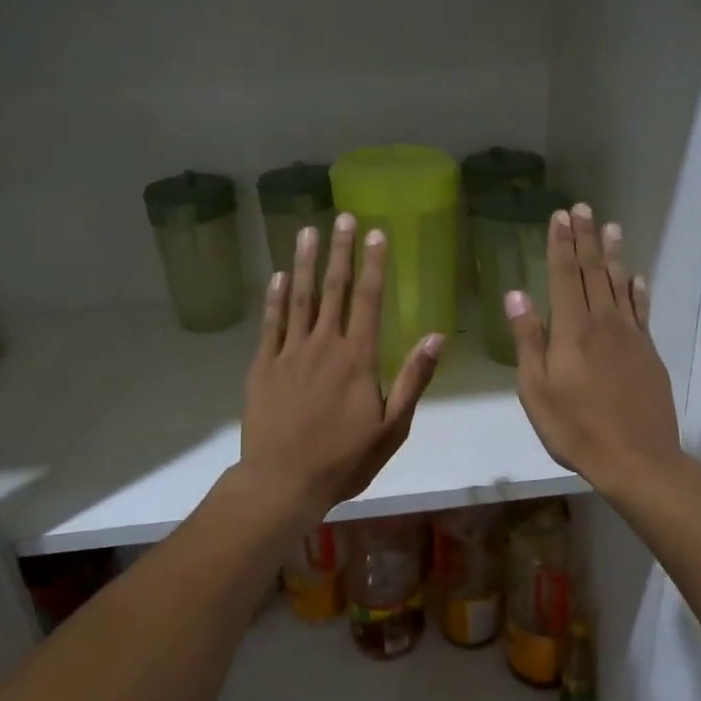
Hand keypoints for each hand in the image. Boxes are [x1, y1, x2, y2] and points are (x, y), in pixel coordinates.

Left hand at [240, 213, 442, 524]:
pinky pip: (271, 323)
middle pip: (333, 290)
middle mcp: (323, 345)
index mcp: (357, 359)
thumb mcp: (392, 427)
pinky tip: (279, 276)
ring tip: (308, 231)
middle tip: (344, 218)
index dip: (374, 265)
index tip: (377, 233)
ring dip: (306, 263)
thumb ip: (413, 379)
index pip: (368, 300)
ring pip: (300, 298)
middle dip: (341, 252)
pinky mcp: (263, 366)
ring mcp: (289, 353)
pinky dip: (275, 297)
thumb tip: (437, 336)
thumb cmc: (344, 460)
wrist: (283, 482)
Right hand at [506, 203, 682, 494]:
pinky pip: (642, 311)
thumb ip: (528, 340)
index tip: (559, 216)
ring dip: (613, 255)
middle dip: (586, 239)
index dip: (561, 244)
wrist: (636, 457)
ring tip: (610, 227)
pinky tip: (637, 278)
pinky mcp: (649, 352)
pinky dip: (638, 291)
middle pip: (594, 272)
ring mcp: (631, 336)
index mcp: (572, 330)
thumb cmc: (575, 428)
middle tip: (583, 208)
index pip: (565, 276)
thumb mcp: (536, 390)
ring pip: (620, 285)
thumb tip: (516, 294)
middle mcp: (604, 323)